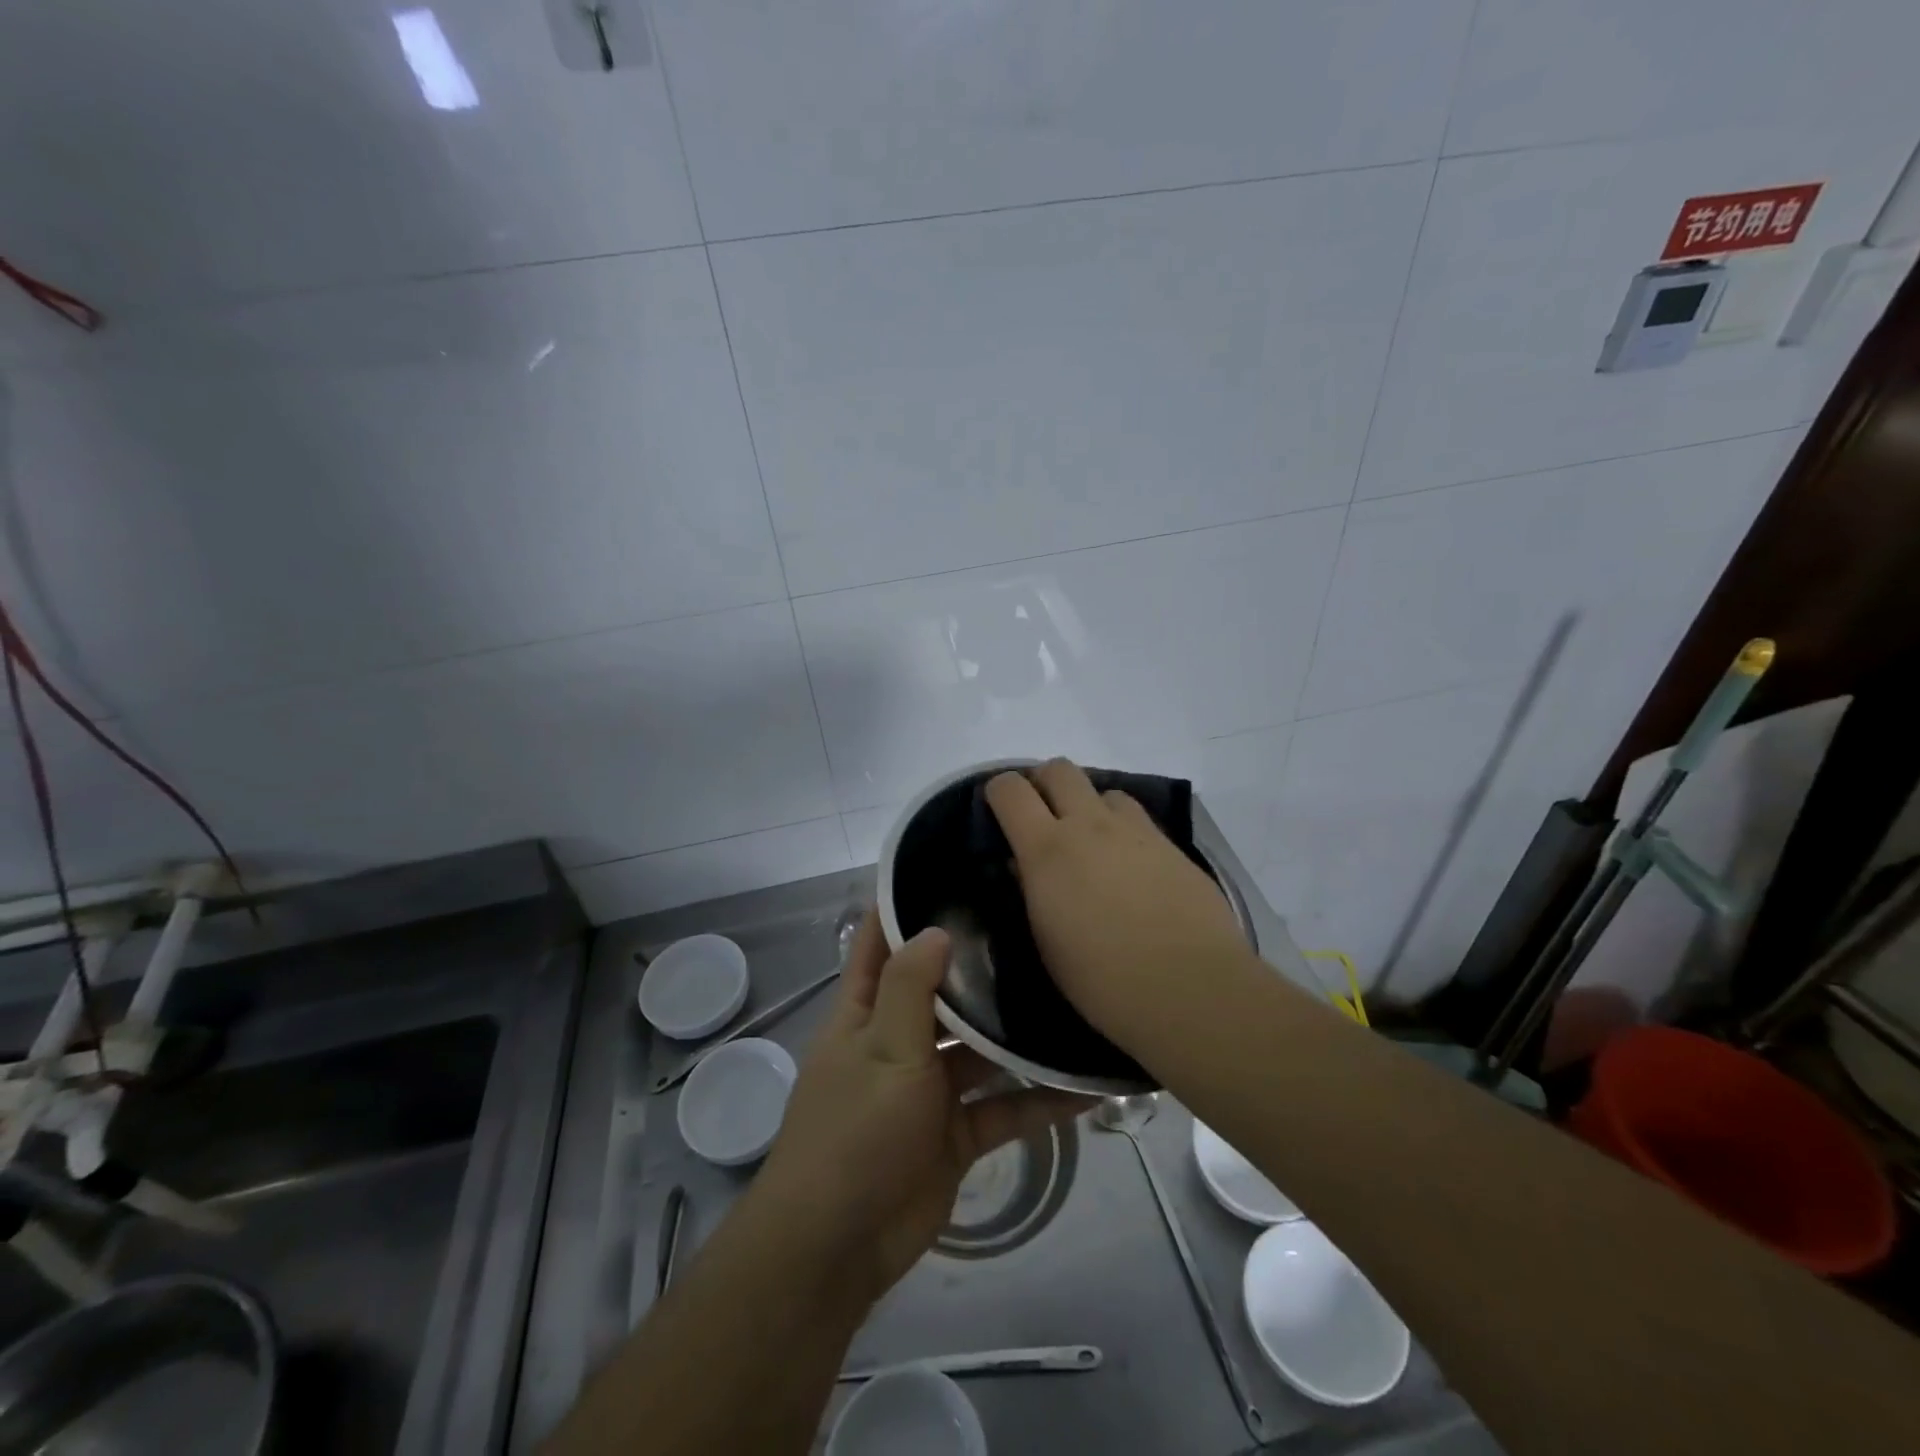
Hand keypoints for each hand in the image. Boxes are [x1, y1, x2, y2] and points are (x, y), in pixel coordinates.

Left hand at [757, 909, 1089, 1301]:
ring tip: (1071, 999)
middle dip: (979, 966)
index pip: (881, 942)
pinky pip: (1003, 1109)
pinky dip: (1038, 1101)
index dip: (905, 906)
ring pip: (980, 1051)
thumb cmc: (853, 1132)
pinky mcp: (956, 1134)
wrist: (838, 1247)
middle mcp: (898, 1039)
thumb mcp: (882, 1049)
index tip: (950, 870)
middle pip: (942, 992)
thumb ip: (910, 987)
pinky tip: (1086, 1088)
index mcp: (866, 1011)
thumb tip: (937, 927)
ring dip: (1017, 1036)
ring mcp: (929, 1088)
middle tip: (1035, 927)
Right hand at [985, 758, 1257, 1046]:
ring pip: (1105, 791)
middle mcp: (1090, 825)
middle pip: (1059, 769)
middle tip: (1043, 819)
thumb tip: (1023, 865)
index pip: (1010, 790)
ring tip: (1093, 845)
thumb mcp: (1047, 941)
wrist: (1191, 989)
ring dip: (1090, 808)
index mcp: (1047, 849)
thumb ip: (1031, 891)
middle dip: (1044, 784)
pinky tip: (1131, 869)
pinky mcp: (1173, 846)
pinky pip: (1140, 820)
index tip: (998, 814)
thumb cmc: (1102, 980)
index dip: (998, 793)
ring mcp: (1136, 831)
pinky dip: (1124, 832)